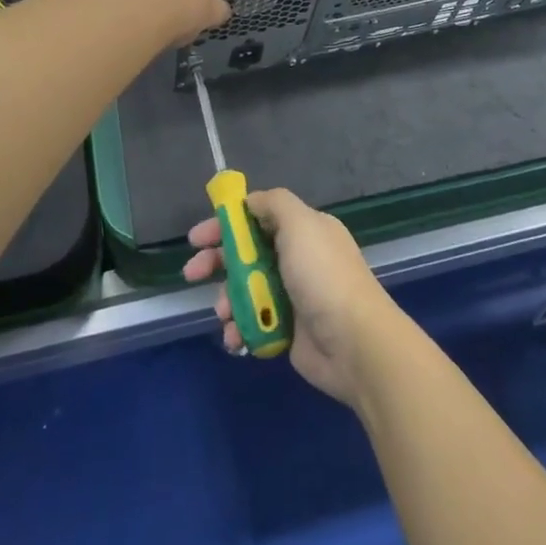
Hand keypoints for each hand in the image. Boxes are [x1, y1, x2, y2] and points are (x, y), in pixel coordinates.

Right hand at [184, 188, 410, 407]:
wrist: (353, 342)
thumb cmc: (323, 276)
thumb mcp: (300, 223)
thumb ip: (273, 204)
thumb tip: (250, 202)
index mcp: (304, 229)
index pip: (257, 218)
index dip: (226, 225)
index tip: (197, 238)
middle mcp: (297, 258)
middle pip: (247, 253)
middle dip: (216, 262)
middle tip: (192, 273)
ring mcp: (292, 295)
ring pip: (246, 289)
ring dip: (227, 299)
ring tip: (224, 314)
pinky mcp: (288, 329)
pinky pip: (254, 321)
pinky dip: (240, 327)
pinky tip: (235, 337)